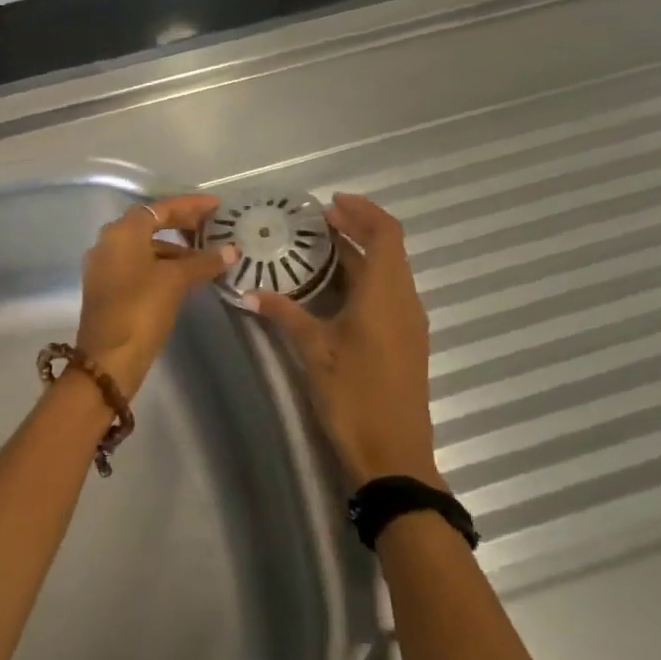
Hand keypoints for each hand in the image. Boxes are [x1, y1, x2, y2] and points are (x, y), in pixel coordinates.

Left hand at [75, 194, 236, 395]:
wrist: (108, 358)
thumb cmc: (141, 310)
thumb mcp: (175, 281)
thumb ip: (203, 261)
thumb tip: (231, 250)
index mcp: (122, 232)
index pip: (160, 209)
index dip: (190, 206)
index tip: (216, 206)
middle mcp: (108, 242)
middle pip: (150, 224)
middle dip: (182, 224)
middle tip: (212, 226)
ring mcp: (105, 266)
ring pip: (145, 247)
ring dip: (174, 248)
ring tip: (206, 256)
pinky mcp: (108, 287)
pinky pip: (139, 265)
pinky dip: (162, 265)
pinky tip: (186, 276)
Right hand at [247, 193, 441, 489]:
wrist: (393, 455)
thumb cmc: (353, 396)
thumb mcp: (313, 351)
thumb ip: (285, 315)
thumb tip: (250, 293)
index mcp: (385, 295)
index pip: (385, 233)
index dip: (362, 211)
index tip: (330, 204)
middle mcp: (404, 300)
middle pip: (388, 249)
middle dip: (357, 229)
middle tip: (317, 223)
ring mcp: (409, 322)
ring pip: (390, 272)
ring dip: (361, 254)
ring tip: (321, 249)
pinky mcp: (406, 340)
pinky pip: (389, 293)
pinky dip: (366, 277)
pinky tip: (336, 290)